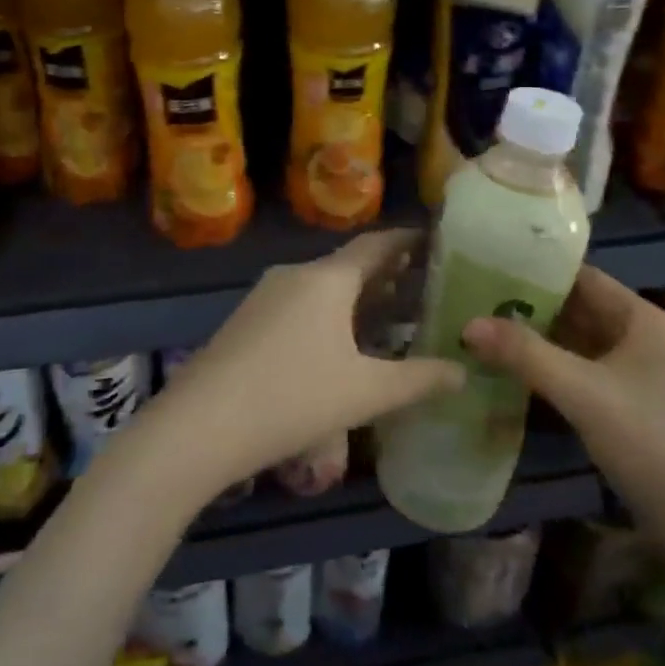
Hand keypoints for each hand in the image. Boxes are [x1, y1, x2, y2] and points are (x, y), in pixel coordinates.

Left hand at [138, 231, 464, 506]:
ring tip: (387, 315)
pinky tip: (338, 343)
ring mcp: (265, 295)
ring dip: (355, 296)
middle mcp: (295, 274)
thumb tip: (463, 372)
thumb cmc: (293, 398)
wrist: (200, 425)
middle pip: (348, 264)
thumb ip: (419, 380)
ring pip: (322, 285)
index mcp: (327, 278)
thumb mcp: (365, 393)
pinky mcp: (246, 320)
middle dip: (385, 273)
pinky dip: (328, 312)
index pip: (376, 244)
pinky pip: (299, 303)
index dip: (407, 241)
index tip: (434, 240)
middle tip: (421, 283)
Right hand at [464, 265, 664, 528]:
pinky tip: (523, 374)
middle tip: (481, 304)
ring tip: (492, 334)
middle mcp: (651, 337)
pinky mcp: (643, 404)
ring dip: (545, 341)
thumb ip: (524, 354)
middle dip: (535, 310)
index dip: (539, 273)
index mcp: (647, 319)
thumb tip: (468, 324)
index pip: (585, 279)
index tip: (493, 271)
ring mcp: (650, 373)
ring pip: (587, 344)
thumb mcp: (581, 393)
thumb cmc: (649, 441)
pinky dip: (561, 369)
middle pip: (585, 311)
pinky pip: (593, 372)